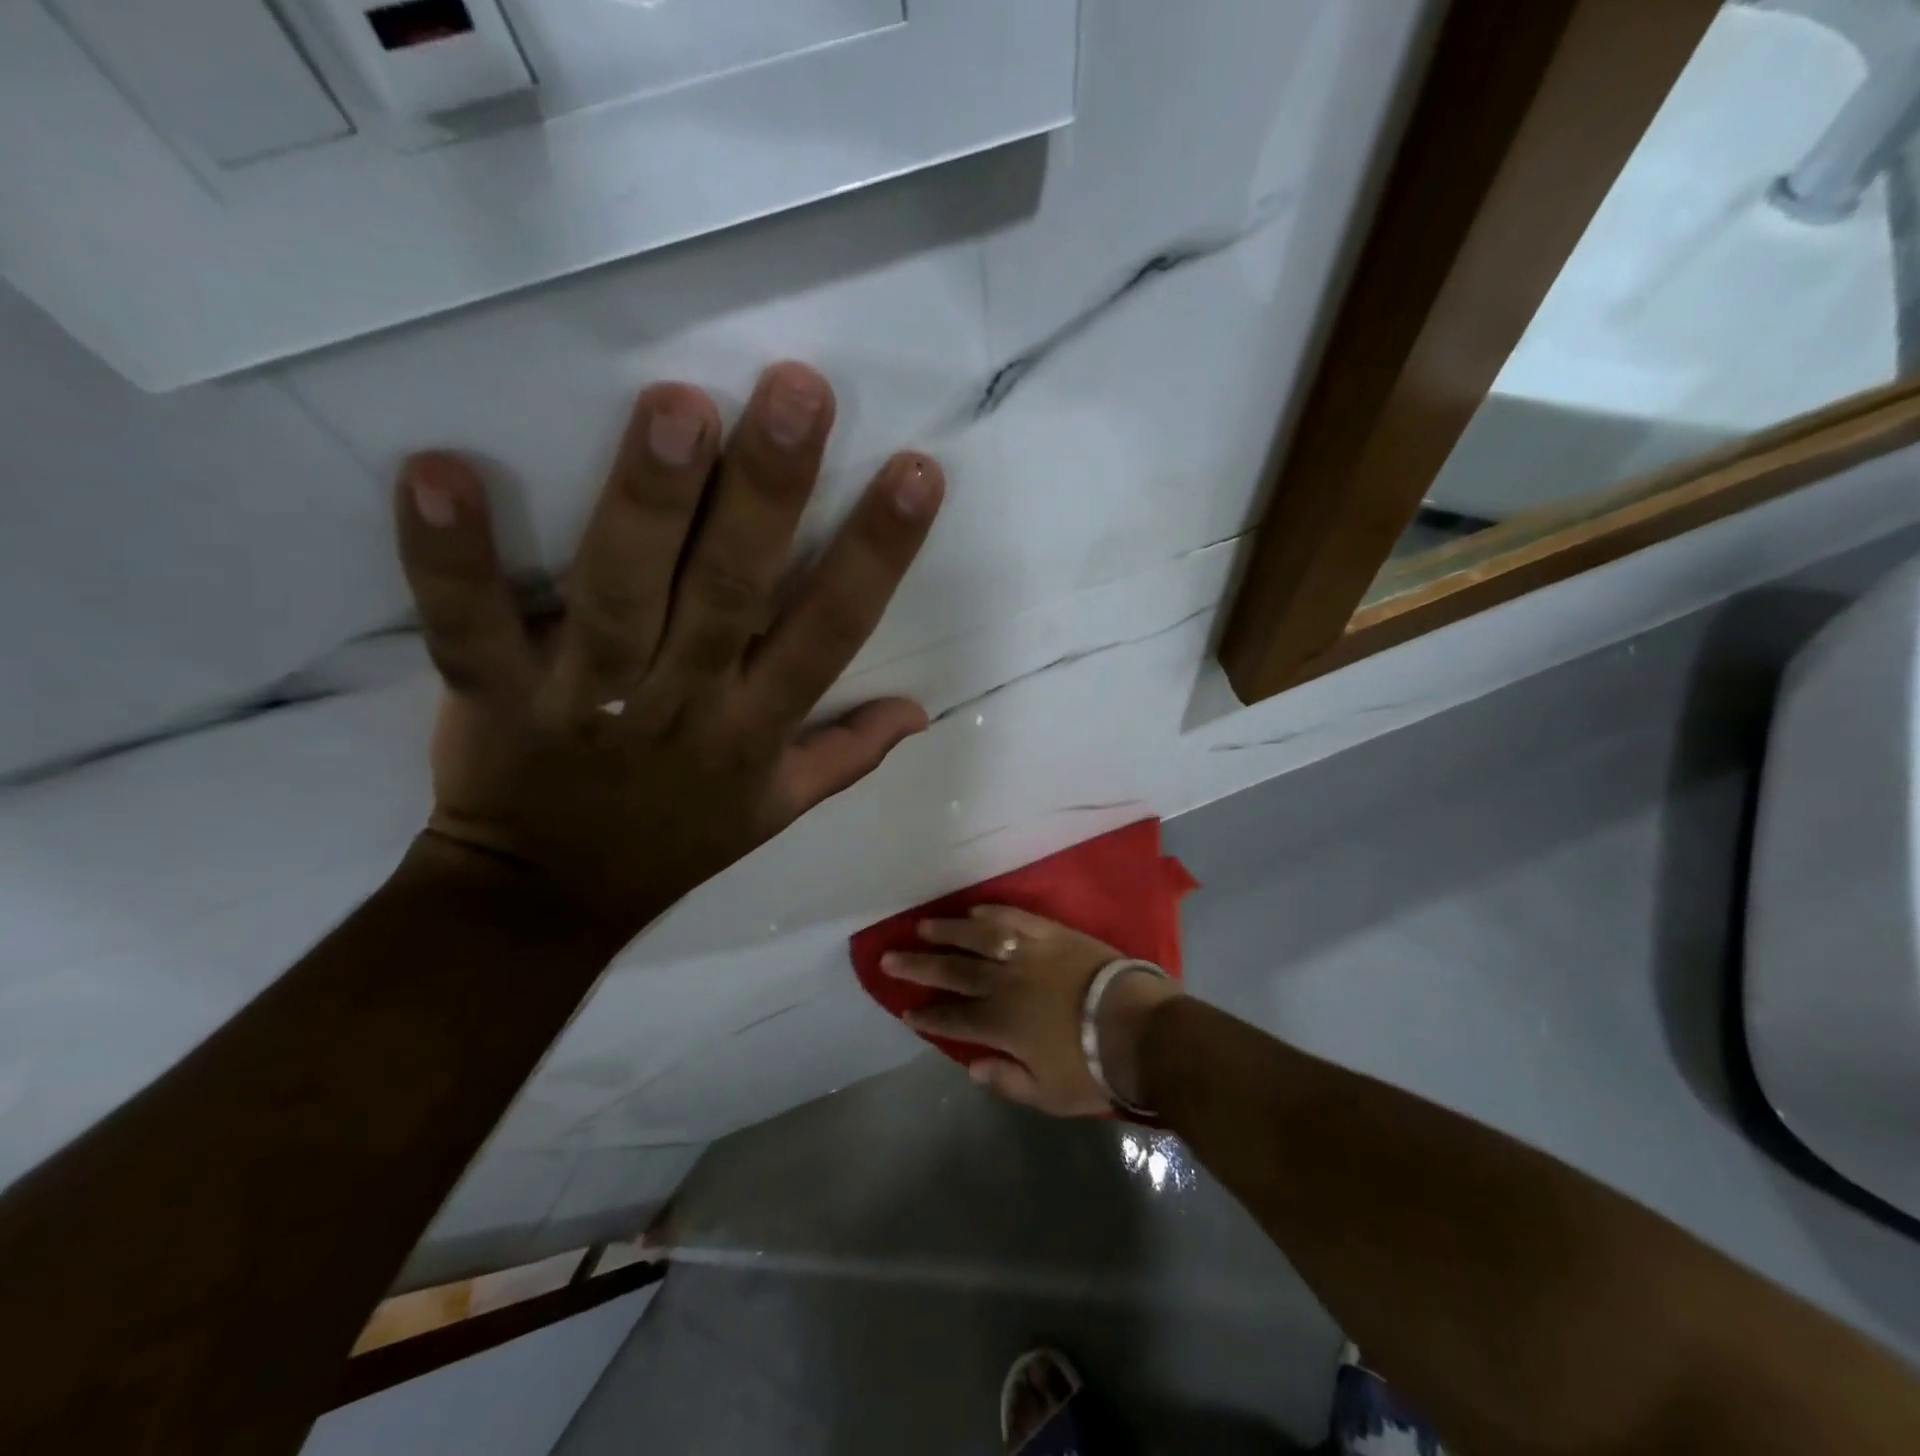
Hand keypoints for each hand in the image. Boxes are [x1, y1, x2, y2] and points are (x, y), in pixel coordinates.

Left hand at [394, 362, 943, 938]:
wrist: (549, 899)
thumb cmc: (677, 841)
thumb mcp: (779, 810)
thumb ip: (850, 754)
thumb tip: (922, 710)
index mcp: (756, 728)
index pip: (831, 632)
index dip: (877, 556)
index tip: (916, 473)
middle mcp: (684, 704)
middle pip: (732, 594)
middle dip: (768, 494)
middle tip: (796, 391)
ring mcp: (587, 699)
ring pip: (623, 598)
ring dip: (648, 504)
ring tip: (677, 406)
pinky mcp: (495, 697)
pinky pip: (469, 629)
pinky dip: (452, 562)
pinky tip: (437, 473)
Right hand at [881, 906, 1183, 1115]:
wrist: (1137, 1026)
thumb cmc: (1093, 1067)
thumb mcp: (1047, 1094)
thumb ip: (1006, 1080)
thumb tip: (971, 1066)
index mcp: (999, 1024)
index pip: (951, 1018)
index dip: (927, 1015)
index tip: (906, 1009)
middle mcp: (1003, 983)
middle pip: (952, 971)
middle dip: (918, 966)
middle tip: (889, 957)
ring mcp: (1026, 953)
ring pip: (976, 937)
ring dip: (947, 931)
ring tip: (923, 926)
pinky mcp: (1050, 933)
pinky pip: (1013, 917)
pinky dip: (992, 913)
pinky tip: (975, 911)